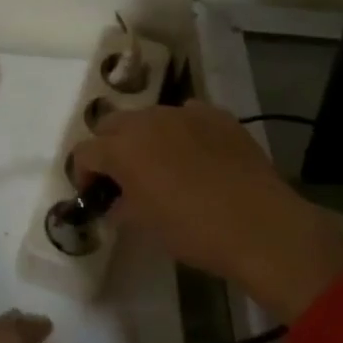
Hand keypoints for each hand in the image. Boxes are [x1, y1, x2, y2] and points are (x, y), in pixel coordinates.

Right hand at [70, 100, 342, 320]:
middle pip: (112, 123)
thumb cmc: (192, 230)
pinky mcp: (217, 115)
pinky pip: (188, 115)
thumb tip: (115, 204)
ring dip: (147, 136)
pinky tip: (197, 155)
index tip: (94, 193)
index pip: (84, 152)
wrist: (259, 224)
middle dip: (110, 146)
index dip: (83, 173)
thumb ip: (121, 208)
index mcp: (121, 149)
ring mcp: (184, 112)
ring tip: (163, 164)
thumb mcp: (145, 226)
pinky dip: (183, 131)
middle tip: (123, 175)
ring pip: (150, 116)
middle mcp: (146, 120)